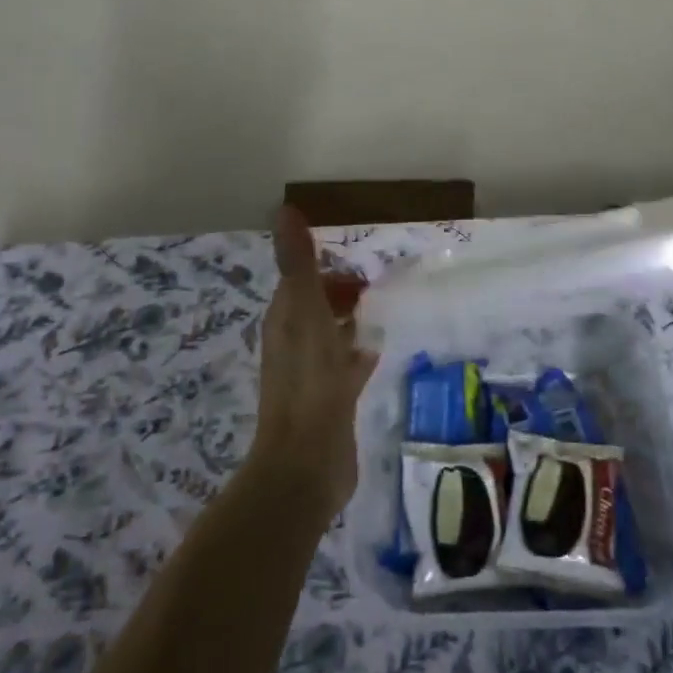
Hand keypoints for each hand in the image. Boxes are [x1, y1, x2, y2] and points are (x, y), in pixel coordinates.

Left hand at [250, 205, 378, 519]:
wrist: (308, 463)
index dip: (327, 268)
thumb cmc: (309, 382)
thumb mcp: (305, 313)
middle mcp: (294, 342)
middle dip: (344, 291)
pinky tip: (382, 347)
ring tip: (388, 306)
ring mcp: (313, 373)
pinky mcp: (333, 398)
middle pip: (319, 305)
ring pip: (334, 333)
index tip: (362, 260)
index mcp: (284, 320)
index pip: (302, 281)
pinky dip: (361, 349)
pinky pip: (347, 362)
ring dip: (354, 318)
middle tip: (382, 282)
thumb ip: (298, 263)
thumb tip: (284, 209)